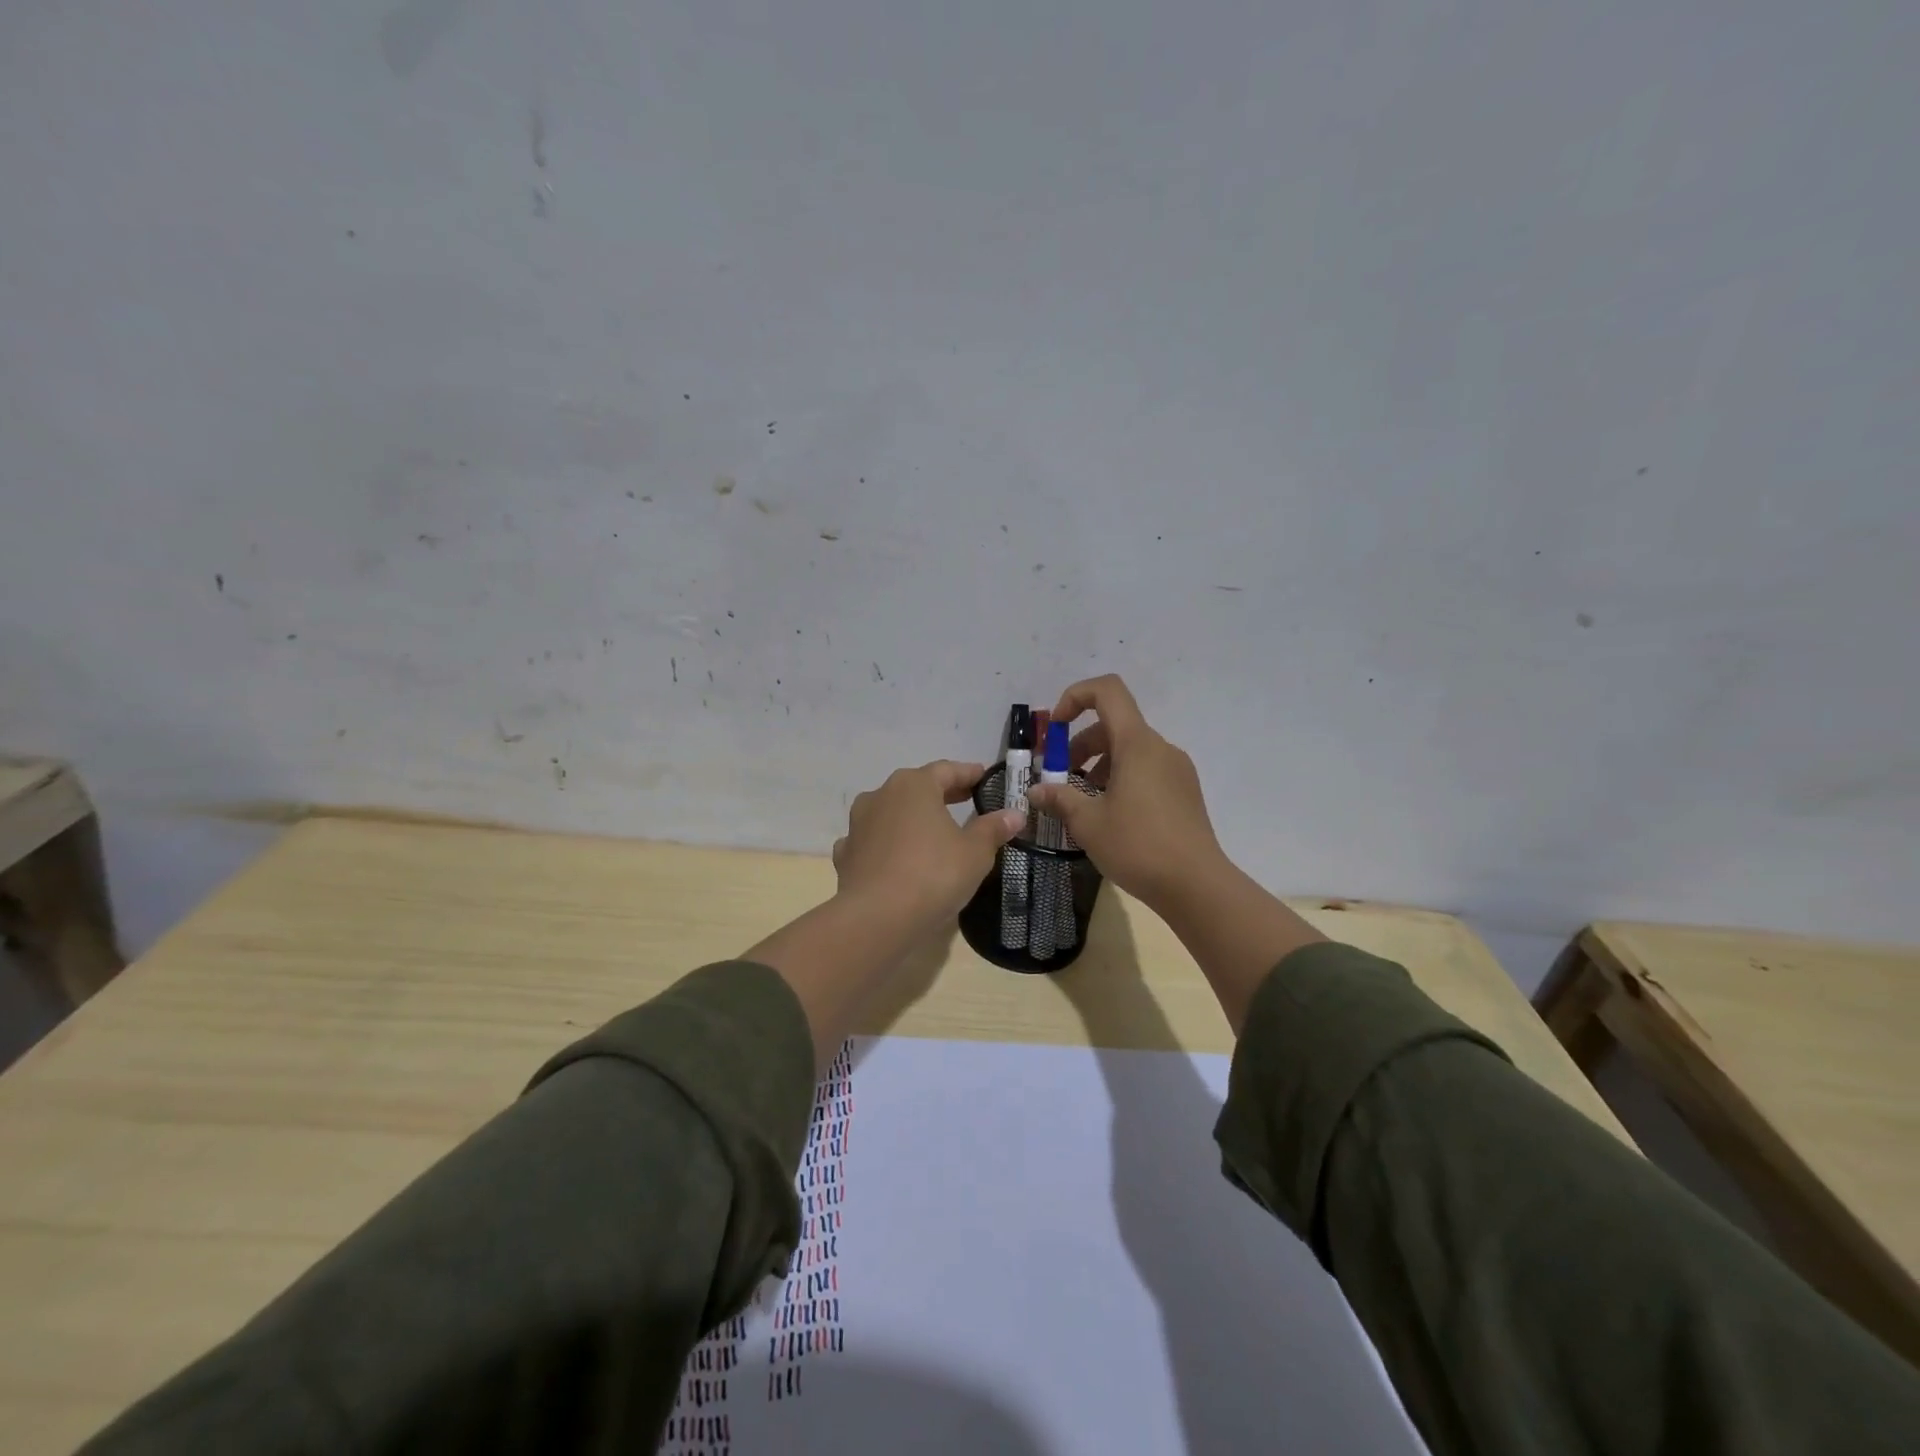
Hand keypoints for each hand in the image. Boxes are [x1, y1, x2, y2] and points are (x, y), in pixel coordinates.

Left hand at [832, 760, 1025, 935]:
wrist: (875, 918)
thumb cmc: (933, 874)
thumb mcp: (975, 852)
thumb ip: (993, 829)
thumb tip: (1014, 814)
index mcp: (914, 785)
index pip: (947, 770)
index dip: (969, 773)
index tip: (984, 777)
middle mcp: (881, 795)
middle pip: (917, 788)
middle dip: (942, 794)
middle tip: (966, 801)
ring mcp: (858, 825)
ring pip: (891, 813)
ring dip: (911, 818)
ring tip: (932, 831)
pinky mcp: (845, 854)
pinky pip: (872, 842)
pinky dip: (887, 845)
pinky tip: (897, 858)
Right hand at [1026, 675, 1225, 913]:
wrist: (1196, 886)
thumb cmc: (1138, 846)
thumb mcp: (1088, 823)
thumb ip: (1059, 799)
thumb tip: (1036, 791)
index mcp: (1137, 744)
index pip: (1108, 691)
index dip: (1075, 697)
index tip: (1054, 728)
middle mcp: (1160, 748)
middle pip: (1114, 725)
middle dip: (1080, 744)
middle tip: (1060, 778)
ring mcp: (1177, 770)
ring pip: (1130, 751)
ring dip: (1099, 765)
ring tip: (1083, 802)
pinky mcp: (1185, 793)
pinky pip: (1147, 771)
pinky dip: (1122, 779)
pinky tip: (1110, 816)